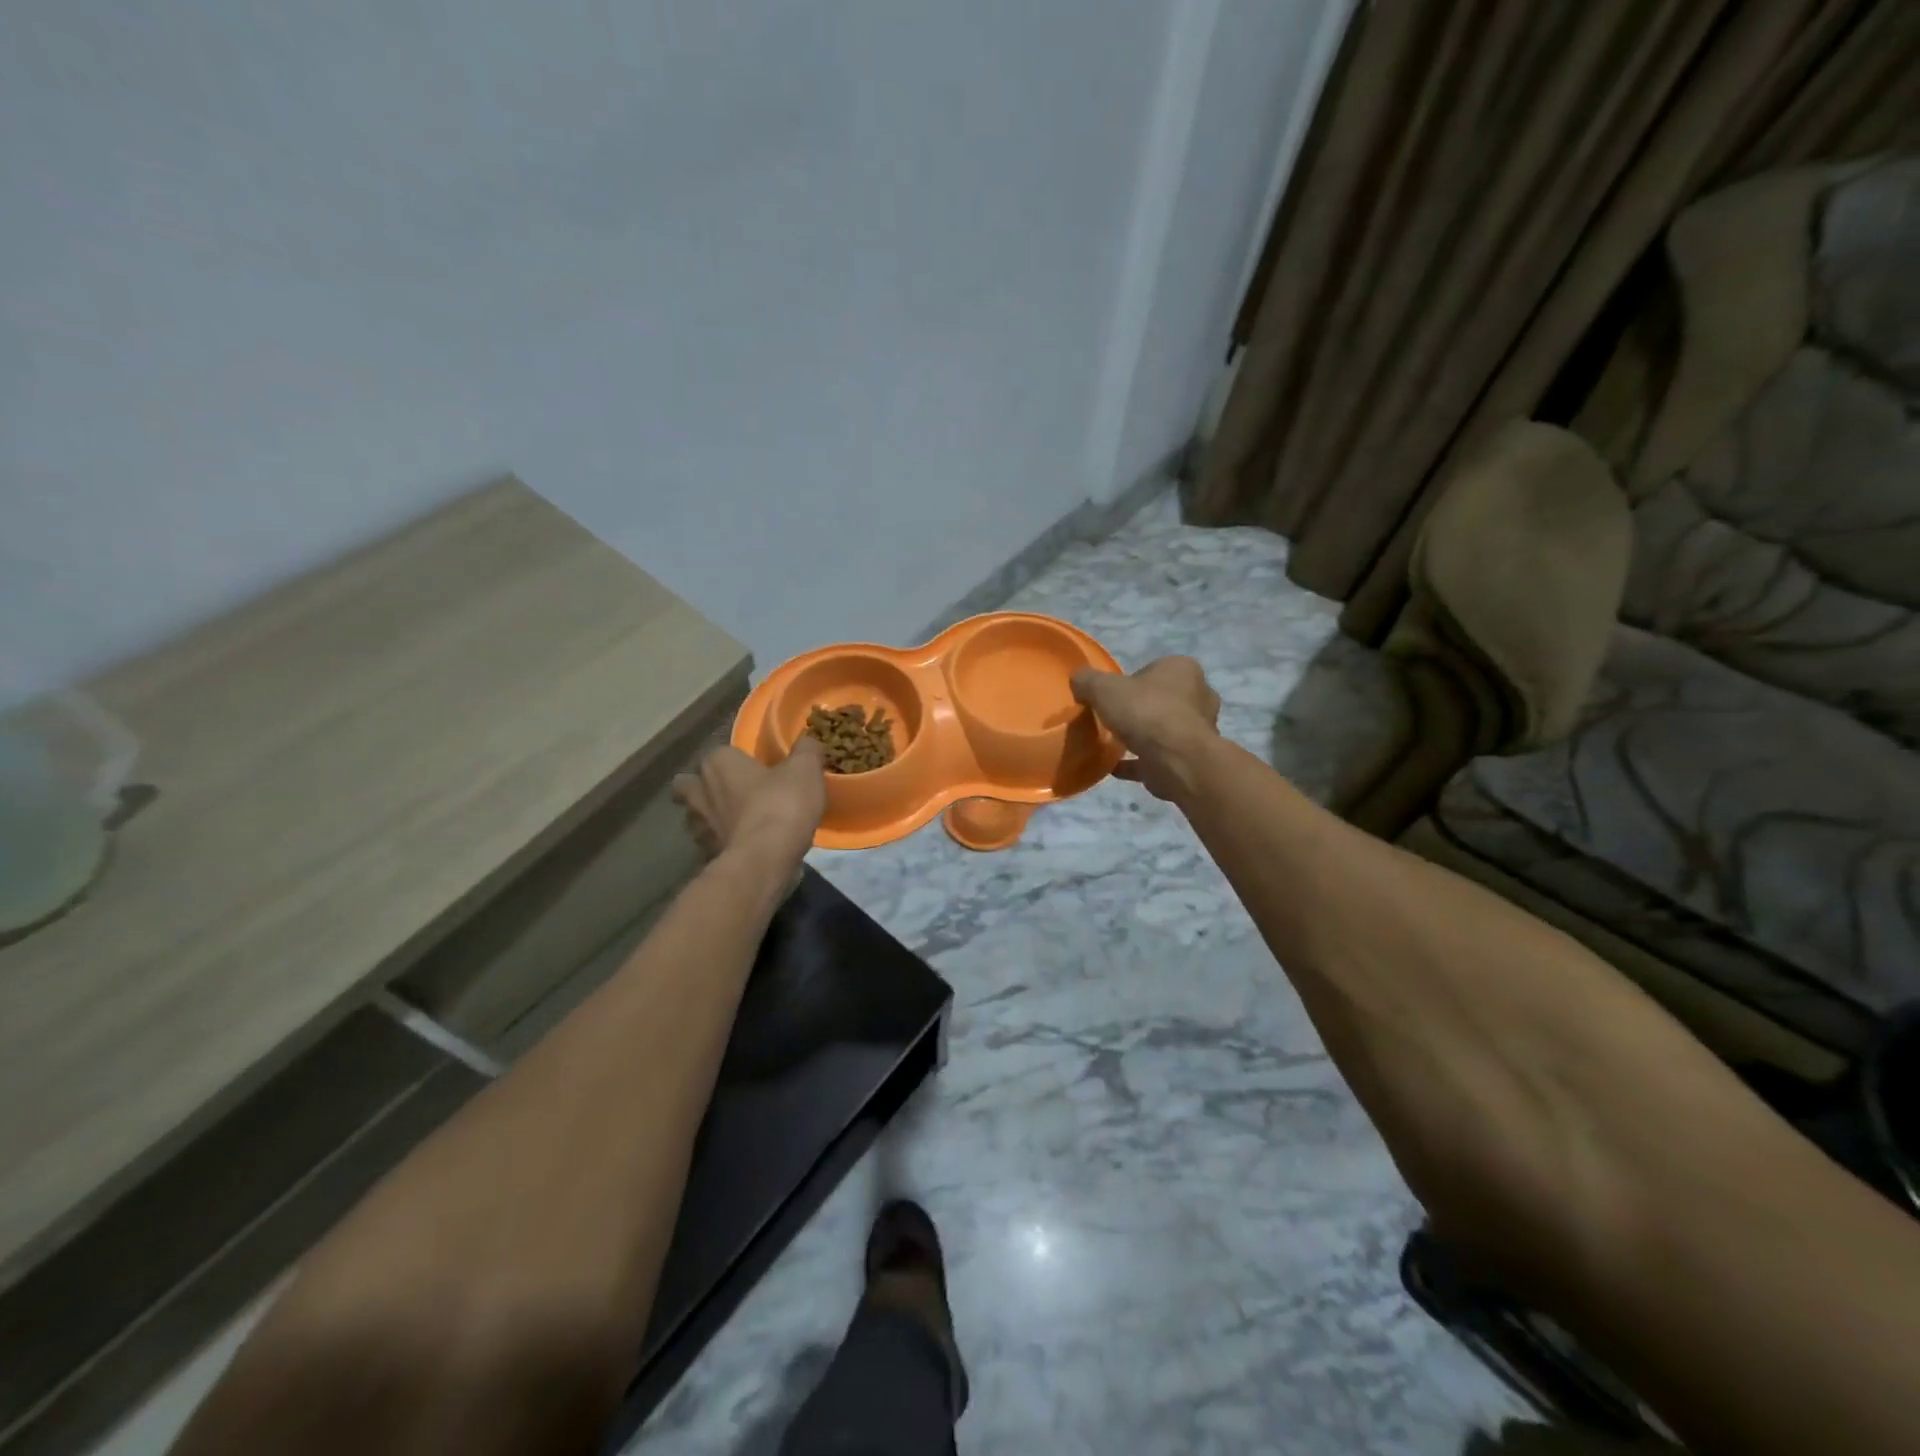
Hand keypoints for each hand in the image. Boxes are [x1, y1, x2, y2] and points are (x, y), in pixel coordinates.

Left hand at [673, 738, 826, 865]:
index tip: (756, 769)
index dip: (736, 761)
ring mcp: (699, 825)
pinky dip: (721, 842)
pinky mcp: (705, 853)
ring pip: (695, 815)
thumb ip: (806, 750)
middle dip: (704, 787)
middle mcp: (700, 790)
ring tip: (735, 822)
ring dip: (709, 817)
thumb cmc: (781, 804)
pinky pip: (709, 842)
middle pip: (690, 784)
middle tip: (732, 793)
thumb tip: (808, 741)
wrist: (766, 858)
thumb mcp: (805, 769)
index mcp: (718, 762)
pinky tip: (742, 845)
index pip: (720, 753)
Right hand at [1070, 656, 1220, 801]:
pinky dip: (1138, 762)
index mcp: (1183, 669)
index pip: (1156, 668)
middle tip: (1115, 717)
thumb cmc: (1145, 711)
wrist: (1175, 759)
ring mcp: (1198, 730)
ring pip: (1164, 729)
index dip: (1133, 680)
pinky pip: (1157, 757)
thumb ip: (1088, 681)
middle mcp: (1198, 695)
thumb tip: (1078, 680)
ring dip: (1143, 735)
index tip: (1114, 694)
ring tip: (1114, 743)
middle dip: (1141, 708)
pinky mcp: (1189, 758)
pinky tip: (1114, 767)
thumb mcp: (1103, 688)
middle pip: (1163, 698)